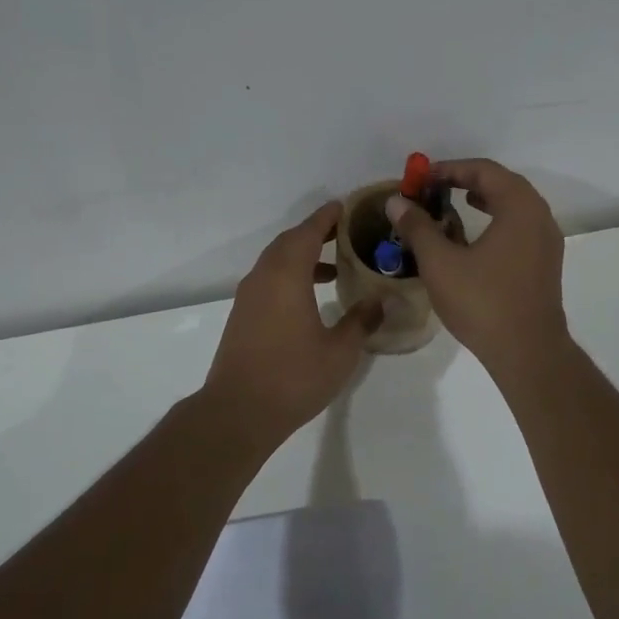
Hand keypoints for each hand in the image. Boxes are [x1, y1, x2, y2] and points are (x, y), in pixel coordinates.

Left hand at [201, 201, 382, 448]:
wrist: (238, 412)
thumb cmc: (293, 377)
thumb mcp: (340, 352)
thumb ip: (361, 321)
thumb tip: (380, 301)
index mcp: (286, 276)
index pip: (307, 233)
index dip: (326, 217)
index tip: (345, 207)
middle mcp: (263, 278)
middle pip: (288, 242)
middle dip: (315, 233)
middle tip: (345, 233)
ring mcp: (249, 297)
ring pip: (276, 262)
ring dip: (302, 257)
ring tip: (335, 267)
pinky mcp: (242, 316)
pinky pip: (269, 280)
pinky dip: (290, 276)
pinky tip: (310, 298)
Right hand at [386, 158, 568, 378]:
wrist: (528, 352)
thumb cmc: (483, 302)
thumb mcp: (440, 263)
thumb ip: (418, 227)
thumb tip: (396, 201)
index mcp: (519, 207)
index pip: (484, 171)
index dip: (449, 169)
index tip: (421, 178)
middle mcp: (540, 217)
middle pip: (502, 184)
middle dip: (466, 181)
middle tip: (434, 188)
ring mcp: (547, 241)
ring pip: (513, 206)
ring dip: (483, 200)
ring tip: (453, 206)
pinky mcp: (545, 264)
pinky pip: (519, 227)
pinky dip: (495, 220)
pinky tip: (474, 238)